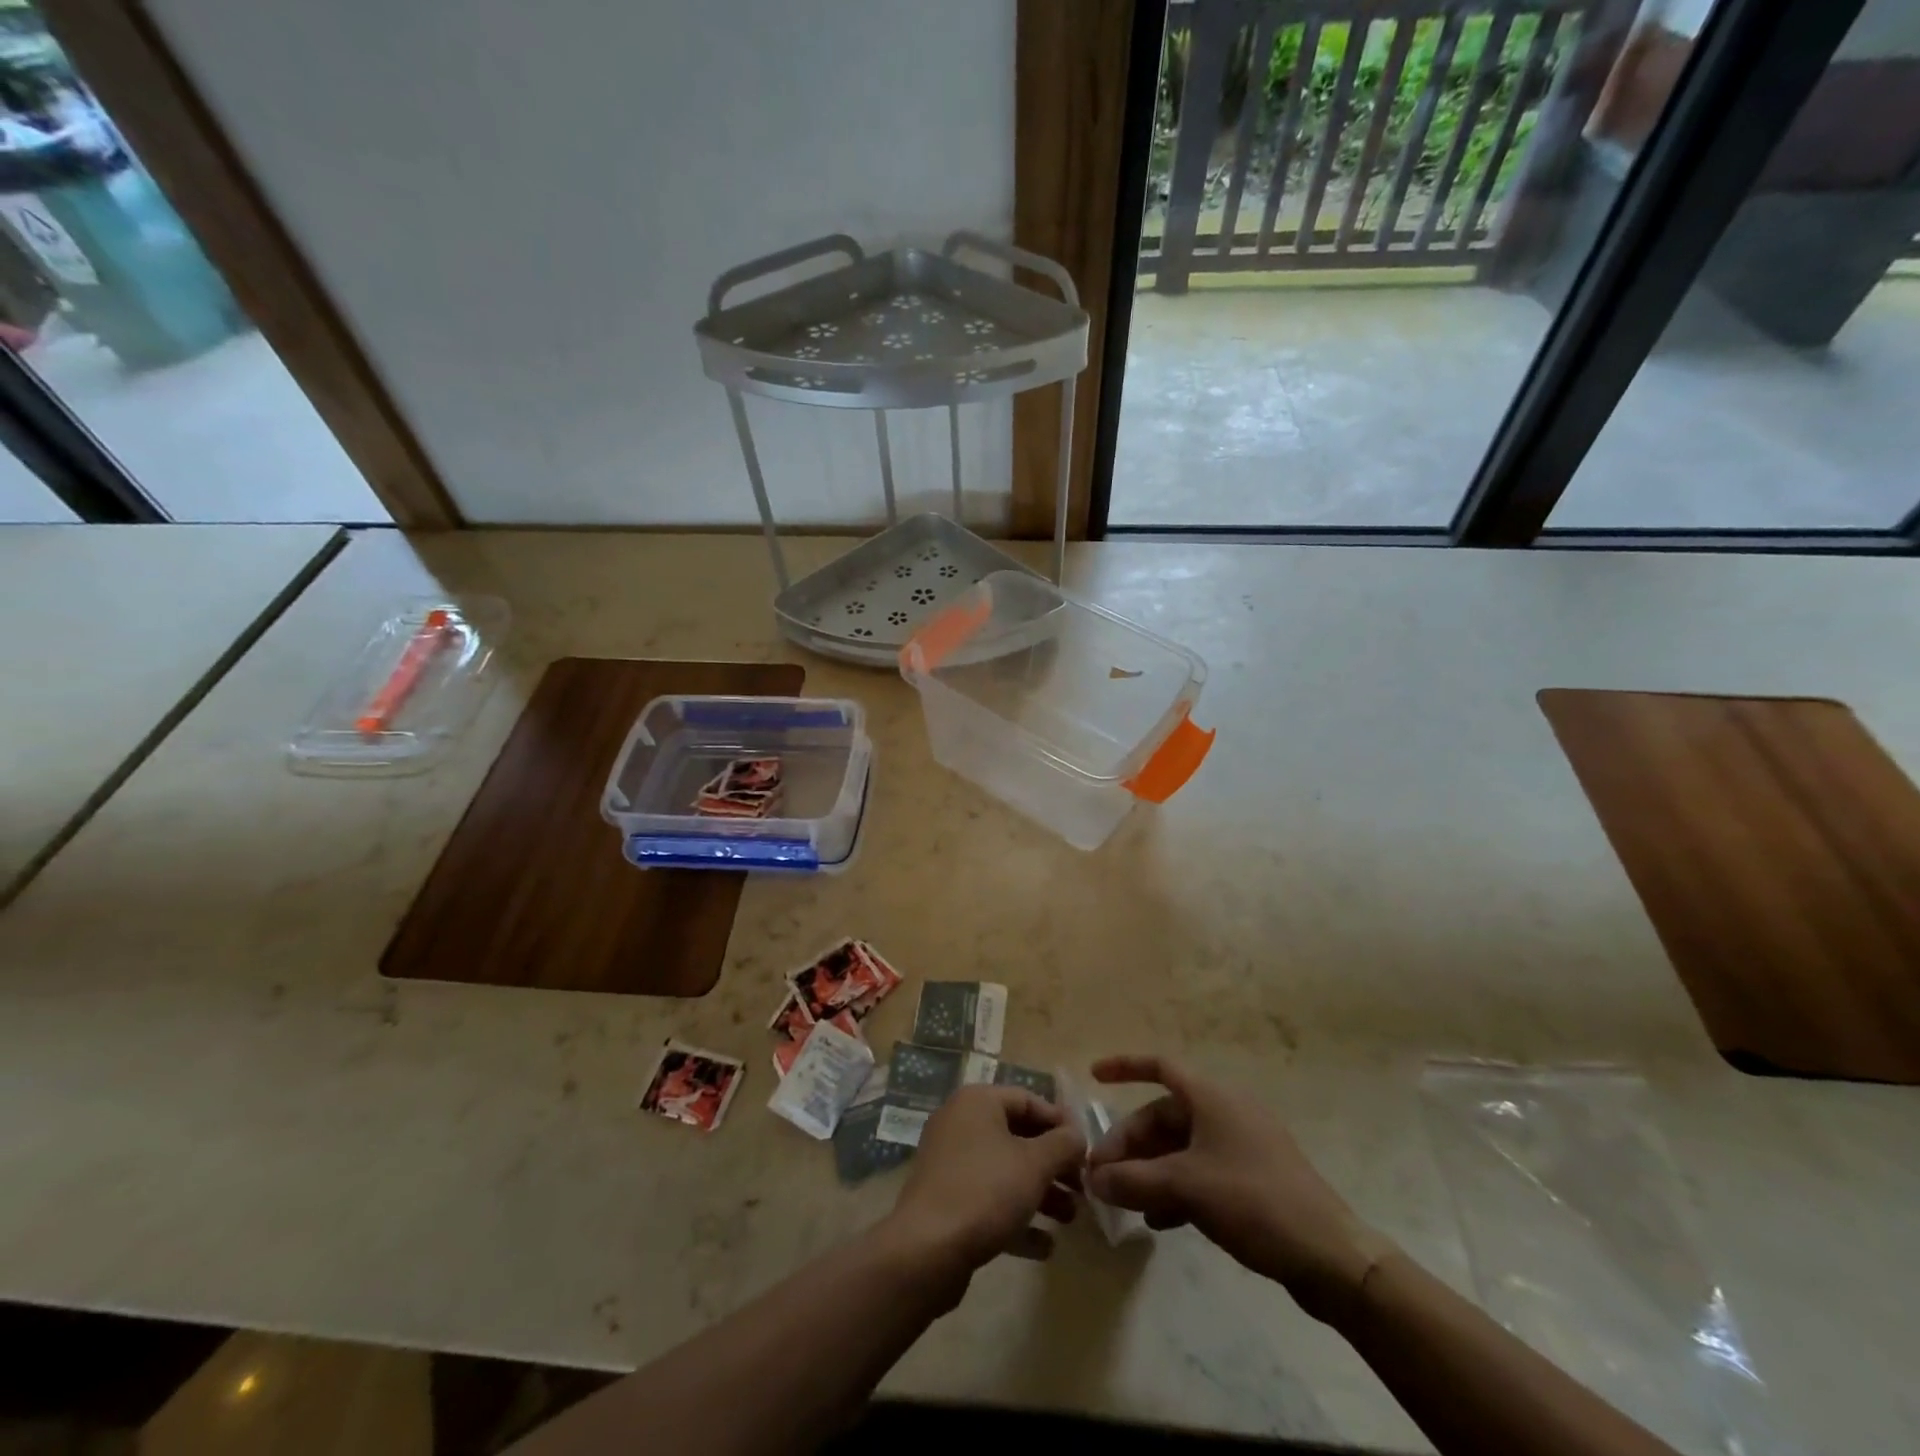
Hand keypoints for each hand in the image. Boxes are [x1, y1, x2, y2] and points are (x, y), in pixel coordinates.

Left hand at [884, 1085, 1085, 1282]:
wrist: (927, 1250)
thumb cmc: (986, 1191)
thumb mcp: (1035, 1163)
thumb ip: (1063, 1145)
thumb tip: (1077, 1135)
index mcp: (977, 1102)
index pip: (1027, 1099)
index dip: (1060, 1122)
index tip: (1087, 1149)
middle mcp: (961, 1124)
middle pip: (1018, 1136)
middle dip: (1053, 1163)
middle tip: (1082, 1187)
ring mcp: (951, 1163)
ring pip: (1005, 1170)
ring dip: (1041, 1192)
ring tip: (1071, 1218)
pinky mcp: (947, 1201)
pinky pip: (989, 1200)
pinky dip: (1016, 1217)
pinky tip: (1045, 1246)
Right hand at [1084, 1055, 1393, 1323]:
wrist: (1330, 1257)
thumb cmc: (1254, 1202)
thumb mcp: (1186, 1187)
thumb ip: (1133, 1180)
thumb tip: (1093, 1179)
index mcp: (1212, 1097)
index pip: (1159, 1066)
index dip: (1125, 1066)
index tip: (1094, 1075)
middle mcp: (1226, 1112)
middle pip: (1164, 1116)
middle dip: (1131, 1143)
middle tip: (1102, 1175)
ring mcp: (1242, 1146)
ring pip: (1181, 1148)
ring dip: (1149, 1170)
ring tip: (1125, 1201)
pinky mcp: (1253, 1180)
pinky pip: (1201, 1172)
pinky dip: (1176, 1189)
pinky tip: (1159, 1222)